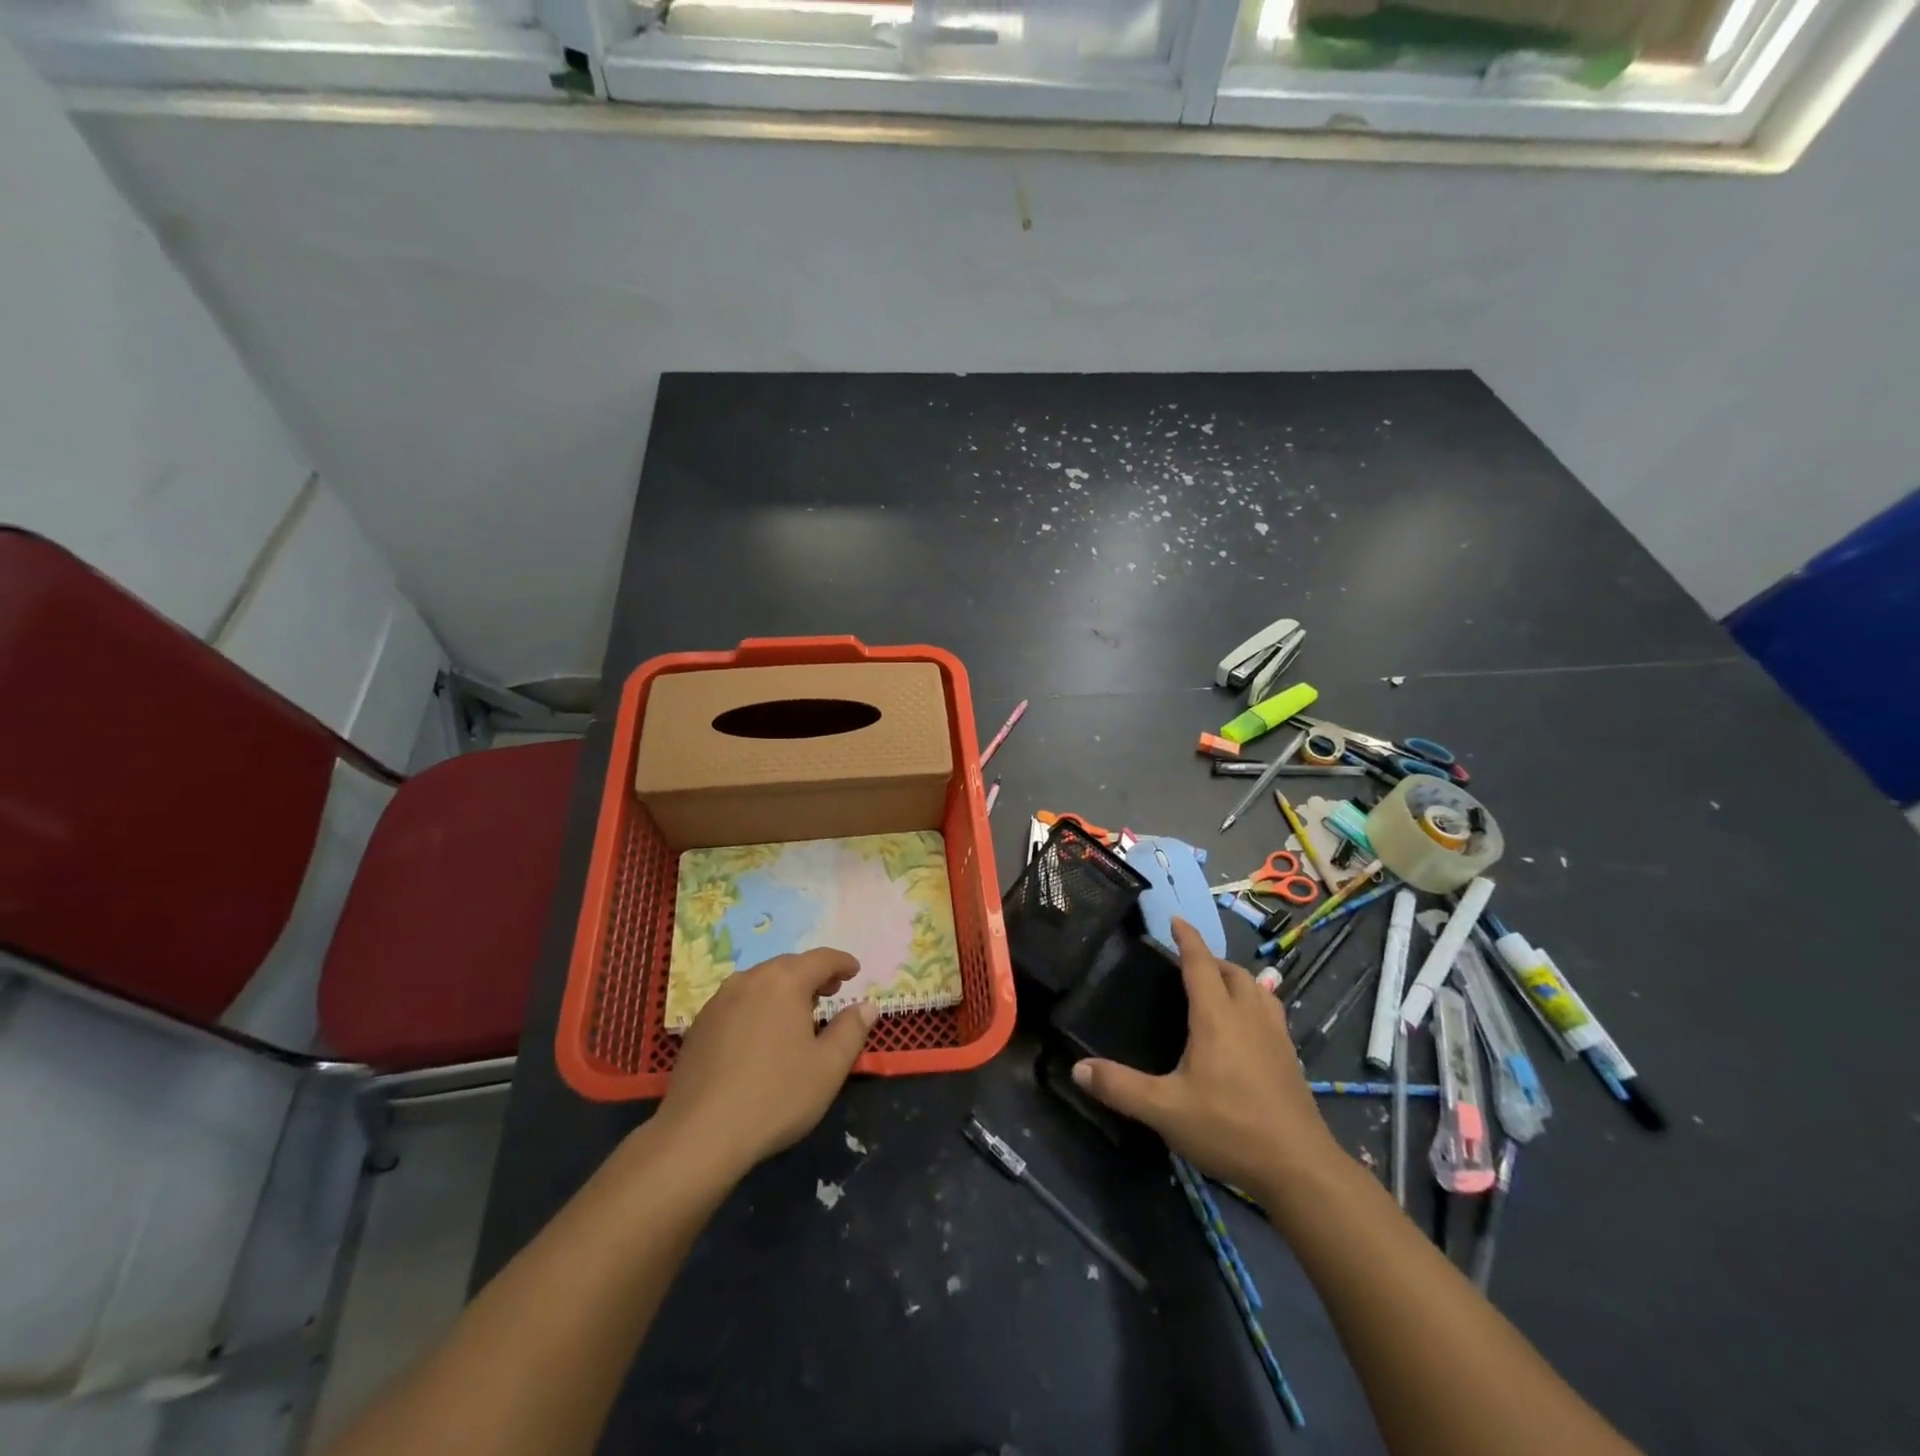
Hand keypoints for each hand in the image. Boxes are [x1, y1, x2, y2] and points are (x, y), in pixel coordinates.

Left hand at [653, 949, 877, 1180]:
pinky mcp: (699, 1025)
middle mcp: (750, 980)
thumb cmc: (775, 1096)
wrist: (699, 1135)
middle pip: (788, 966)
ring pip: (760, 982)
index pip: (821, 959)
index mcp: (784, 982)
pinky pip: (738, 1002)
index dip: (841, 962)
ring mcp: (719, 1001)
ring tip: (797, 1013)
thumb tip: (866, 1006)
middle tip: (830, 992)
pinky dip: (758, 1006)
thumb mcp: (828, 1067)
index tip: (855, 971)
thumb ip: (851, 1030)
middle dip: (812, 975)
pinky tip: (761, 1034)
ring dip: (783, 989)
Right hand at [1072, 918, 1339, 1199]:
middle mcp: (1248, 1016)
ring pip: (1257, 988)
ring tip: (1219, 987)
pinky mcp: (1290, 1057)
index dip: (1187, 938)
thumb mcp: (1165, 1110)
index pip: (1200, 963)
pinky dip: (1256, 1001)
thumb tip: (1077, 1067)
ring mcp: (1275, 1035)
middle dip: (1210, 959)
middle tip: (1188, 963)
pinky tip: (1248, 1026)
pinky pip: (1271, 1011)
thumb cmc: (1229, 1128)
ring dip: (1236, 978)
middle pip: (1232, 971)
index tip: (1175, 919)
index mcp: (1216, 1017)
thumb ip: (1120, 1087)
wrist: (1299, 1167)